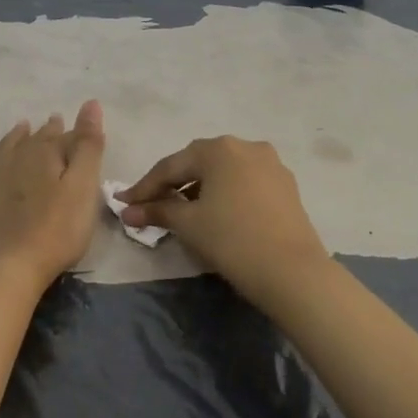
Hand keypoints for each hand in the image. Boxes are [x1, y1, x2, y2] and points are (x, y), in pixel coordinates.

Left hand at [0, 101, 105, 291]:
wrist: (7, 266)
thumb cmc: (56, 231)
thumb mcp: (83, 188)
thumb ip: (89, 147)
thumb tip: (91, 104)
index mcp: (47, 155)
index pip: (66, 138)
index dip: (76, 134)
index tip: (82, 130)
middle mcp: (18, 157)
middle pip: (36, 140)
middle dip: (48, 132)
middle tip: (54, 122)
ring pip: (7, 147)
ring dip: (16, 136)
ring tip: (23, 126)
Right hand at [118, 136, 328, 295]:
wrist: (292, 271)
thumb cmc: (231, 240)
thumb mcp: (188, 224)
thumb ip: (157, 212)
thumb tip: (128, 211)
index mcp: (218, 148)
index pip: (170, 166)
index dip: (144, 187)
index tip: (125, 204)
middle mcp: (246, 146)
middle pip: (198, 163)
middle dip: (172, 185)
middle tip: (150, 206)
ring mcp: (270, 164)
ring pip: (223, 172)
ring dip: (199, 188)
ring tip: (182, 212)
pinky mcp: (285, 184)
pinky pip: (244, 182)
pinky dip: (224, 194)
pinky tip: (215, 213)